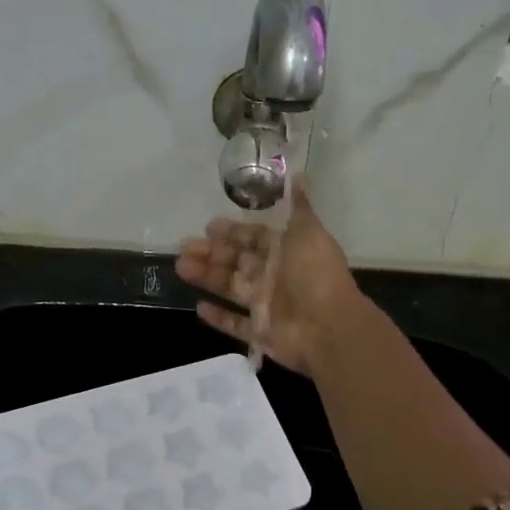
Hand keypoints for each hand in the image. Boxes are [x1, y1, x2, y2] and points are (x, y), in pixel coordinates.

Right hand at [175, 183, 365, 379]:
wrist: (328, 327)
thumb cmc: (316, 276)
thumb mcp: (308, 233)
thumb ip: (299, 208)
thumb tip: (298, 176)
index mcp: (286, 252)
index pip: (254, 238)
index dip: (232, 232)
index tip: (208, 227)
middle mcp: (274, 277)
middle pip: (237, 261)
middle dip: (211, 253)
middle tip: (184, 247)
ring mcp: (266, 306)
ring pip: (230, 288)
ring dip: (206, 277)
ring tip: (180, 267)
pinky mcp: (261, 333)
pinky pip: (236, 325)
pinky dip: (219, 318)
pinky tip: (198, 307)